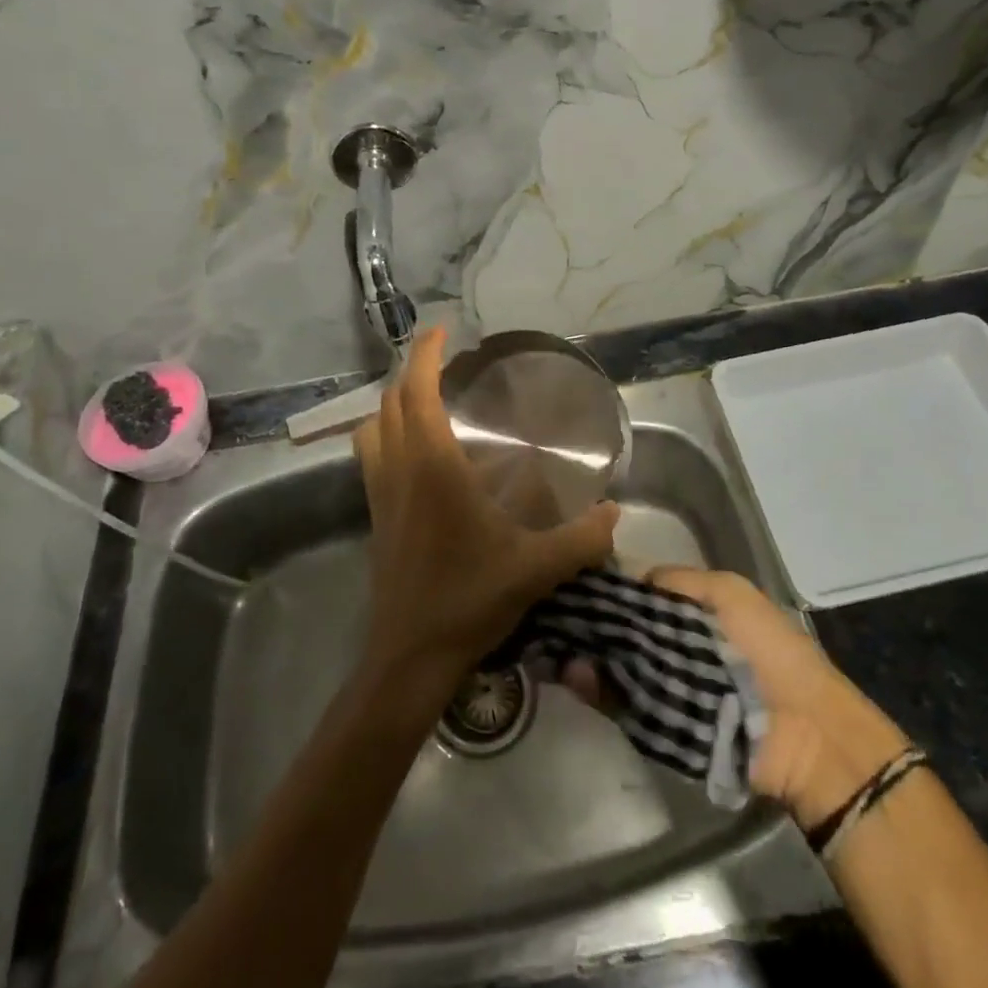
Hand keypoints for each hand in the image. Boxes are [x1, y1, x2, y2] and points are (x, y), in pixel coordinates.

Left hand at [355, 327, 618, 697]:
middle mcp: (400, 470)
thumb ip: (581, 538)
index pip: (418, 393)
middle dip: (411, 372)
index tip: (441, 330)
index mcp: (433, 468)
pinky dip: (386, 434)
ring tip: (425, 400)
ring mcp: (380, 494)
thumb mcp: (536, 569)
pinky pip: (372, 456)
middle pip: (389, 402)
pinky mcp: (376, 516)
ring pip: (372, 428)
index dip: (424, 355)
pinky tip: (417, 454)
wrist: (409, 657)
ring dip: (392, 404)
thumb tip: (616, 511)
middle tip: (442, 362)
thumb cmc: (468, 601)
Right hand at [573, 567, 909, 828]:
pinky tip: (576, 677)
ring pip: (622, 665)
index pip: (645, 594)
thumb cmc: (769, 650)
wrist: (803, 734)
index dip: (618, 590)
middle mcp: (680, 645)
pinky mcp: (665, 727)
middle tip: (563, 618)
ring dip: (596, 659)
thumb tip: (629, 583)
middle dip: (601, 626)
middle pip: (630, 630)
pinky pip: (627, 704)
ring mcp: (672, 687)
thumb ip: (675, 582)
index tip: (581, 586)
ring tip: (560, 648)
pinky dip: (602, 692)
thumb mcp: (727, 594)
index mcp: (696, 610)